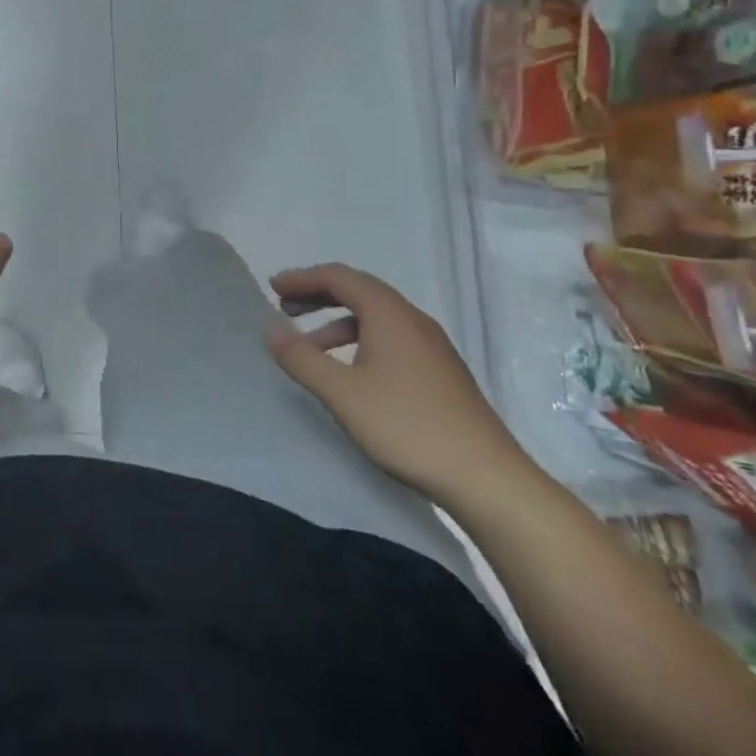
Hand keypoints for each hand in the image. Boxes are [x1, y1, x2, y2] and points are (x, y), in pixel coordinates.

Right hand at [265, 263, 532, 505]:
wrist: (486, 478)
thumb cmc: (407, 426)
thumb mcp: (342, 393)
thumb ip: (301, 358)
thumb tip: (269, 329)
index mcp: (390, 314)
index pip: (339, 277)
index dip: (303, 278)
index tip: (273, 288)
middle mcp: (413, 320)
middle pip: (359, 291)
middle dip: (318, 295)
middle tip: (285, 306)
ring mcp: (432, 346)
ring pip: (376, 317)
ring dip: (338, 321)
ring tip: (310, 346)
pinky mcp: (440, 372)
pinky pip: (391, 338)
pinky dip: (360, 341)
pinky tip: (351, 372)